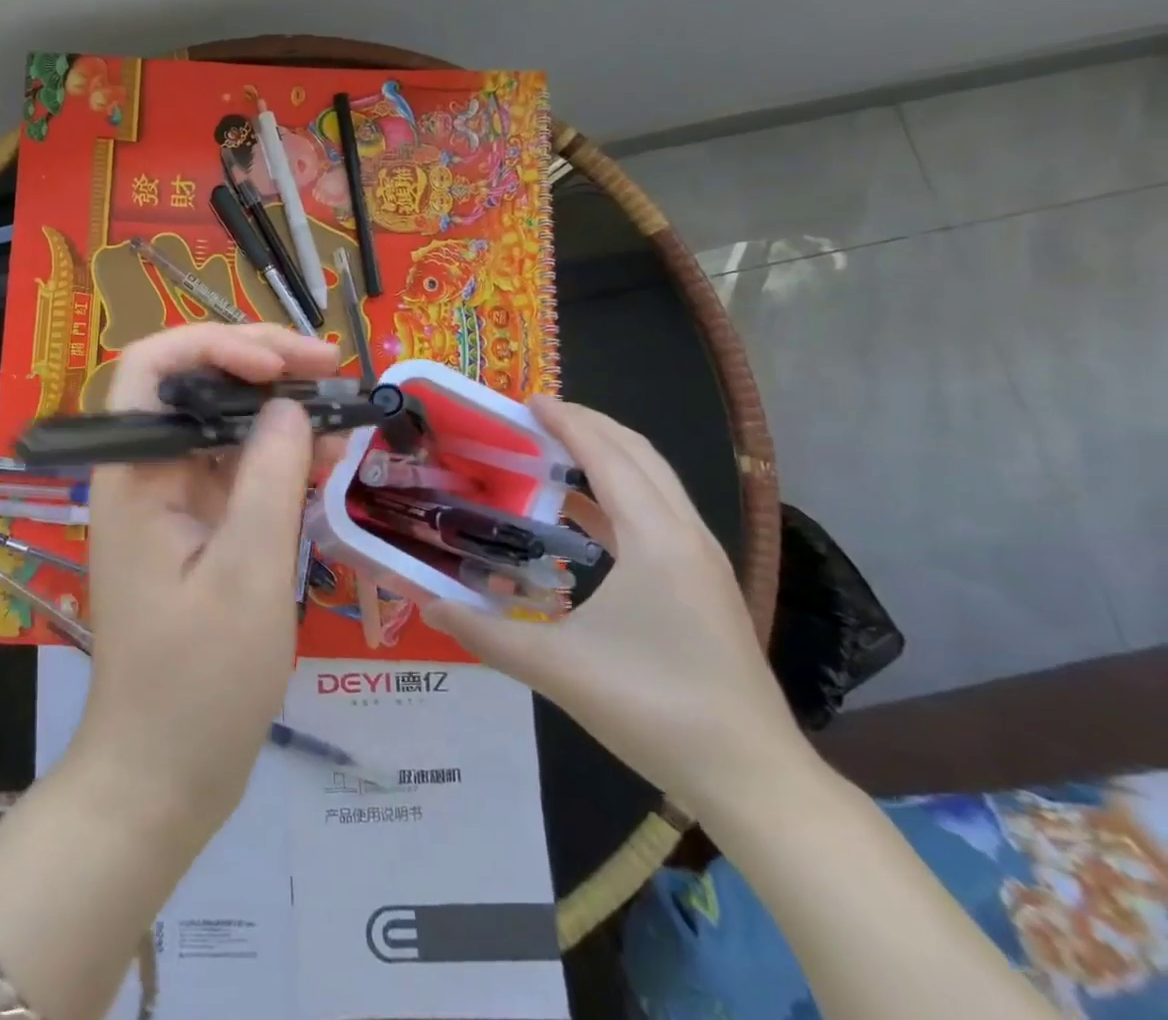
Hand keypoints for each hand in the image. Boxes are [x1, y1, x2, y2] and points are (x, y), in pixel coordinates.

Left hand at [69, 323, 339, 826]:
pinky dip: (281, 457)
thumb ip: (269, 477)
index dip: (213, 344)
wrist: (164, 774)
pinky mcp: (197, 526)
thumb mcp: (247, 574)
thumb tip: (291, 404)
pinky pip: (238, 469)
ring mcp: (172, 499)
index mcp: (134, 474)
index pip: (152, 367)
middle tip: (331, 365)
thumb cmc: (199, 683)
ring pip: (223, 424)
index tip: (280, 365)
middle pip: (194, 385)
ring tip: (345, 408)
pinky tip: (328, 455)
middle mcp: (146, 473)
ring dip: (281, 409)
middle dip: (261, 365)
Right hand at [423, 397, 801, 810]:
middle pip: (639, 454)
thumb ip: (485, 633)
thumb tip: (426, 605)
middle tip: (536, 416)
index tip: (527, 400)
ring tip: (554, 450)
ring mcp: (701, 559)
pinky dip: (618, 493)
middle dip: (589, 425)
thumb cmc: (654, 709)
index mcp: (655, 540)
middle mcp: (684, 535)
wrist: (752, 777)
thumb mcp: (557, 669)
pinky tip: (582, 514)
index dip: (567, 422)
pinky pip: (657, 512)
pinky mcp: (703, 583)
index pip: (607, 456)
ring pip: (654, 481)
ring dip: (607, 455)